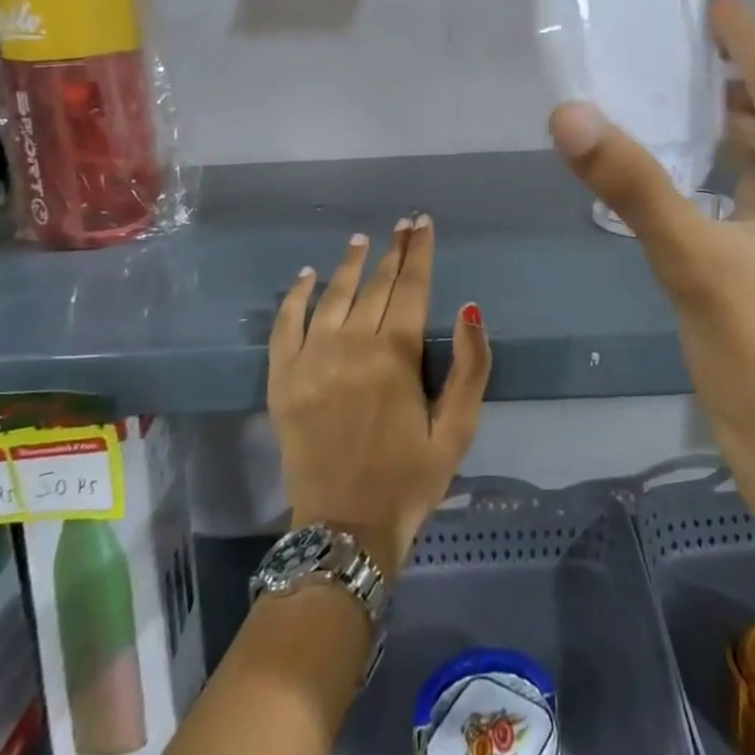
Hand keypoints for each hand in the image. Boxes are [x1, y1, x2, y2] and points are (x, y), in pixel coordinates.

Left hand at [268, 218, 491, 576]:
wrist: (344, 531)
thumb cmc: (410, 479)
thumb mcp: (458, 430)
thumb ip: (471, 367)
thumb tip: (470, 308)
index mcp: (396, 356)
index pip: (412, 287)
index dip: (420, 252)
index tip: (423, 223)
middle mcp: (352, 346)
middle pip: (375, 285)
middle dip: (393, 251)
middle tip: (402, 224)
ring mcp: (311, 360)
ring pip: (332, 296)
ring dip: (349, 264)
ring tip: (361, 239)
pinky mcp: (283, 379)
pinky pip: (286, 325)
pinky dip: (295, 297)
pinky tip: (307, 276)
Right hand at [549, 0, 754, 563]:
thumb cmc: (752, 346)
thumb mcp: (688, 257)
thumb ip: (632, 184)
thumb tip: (570, 113)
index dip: (754, 42)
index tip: (716, 6)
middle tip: (712, 41)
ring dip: (754, 106)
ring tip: (702, 80)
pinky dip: (741, 150)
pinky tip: (702, 151)